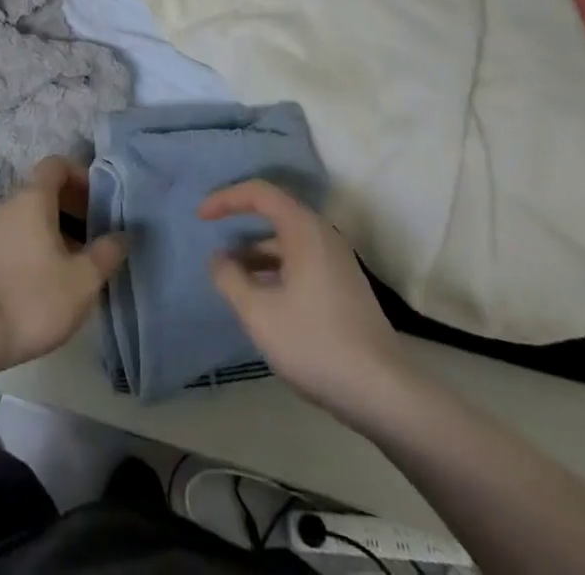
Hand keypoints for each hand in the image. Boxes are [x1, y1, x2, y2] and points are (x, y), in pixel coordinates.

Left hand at [0, 157, 127, 373]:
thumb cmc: (33, 298)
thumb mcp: (83, 280)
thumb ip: (107, 252)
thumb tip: (125, 233)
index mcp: (33, 198)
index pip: (56, 165)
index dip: (81, 176)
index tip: (99, 201)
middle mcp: (8, 204)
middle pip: (43, 191)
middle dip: (72, 207)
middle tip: (94, 236)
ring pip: (28, 217)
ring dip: (53, 230)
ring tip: (74, 264)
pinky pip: (13, 238)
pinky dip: (33, 246)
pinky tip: (44, 281)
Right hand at [200, 180, 409, 420]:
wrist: (384, 392)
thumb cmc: (316, 343)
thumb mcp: (259, 313)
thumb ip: (230, 279)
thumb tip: (218, 259)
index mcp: (303, 229)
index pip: (259, 193)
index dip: (226, 199)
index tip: (201, 217)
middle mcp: (323, 235)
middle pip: (275, 213)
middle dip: (240, 224)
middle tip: (214, 241)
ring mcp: (338, 261)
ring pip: (288, 242)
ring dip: (257, 253)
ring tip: (232, 277)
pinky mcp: (344, 286)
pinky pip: (301, 261)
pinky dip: (276, 269)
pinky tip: (263, 299)